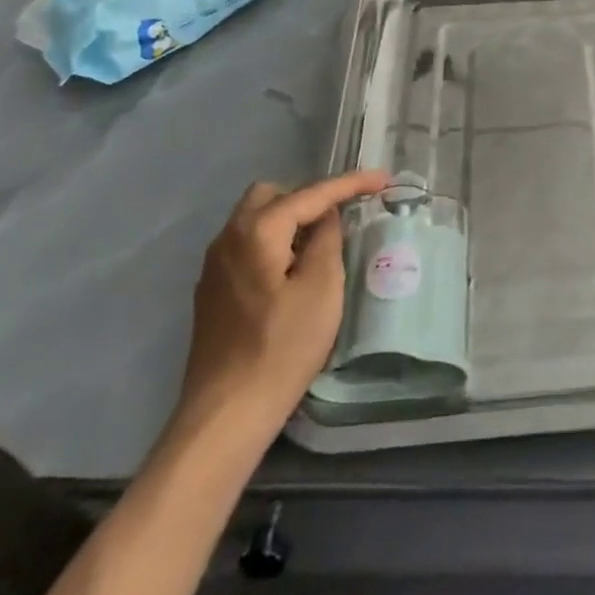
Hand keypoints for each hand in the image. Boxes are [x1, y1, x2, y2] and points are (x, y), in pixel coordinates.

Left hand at [178, 171, 390, 440]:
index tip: (383, 179)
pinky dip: (273, 244)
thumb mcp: (322, 289)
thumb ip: (327, 240)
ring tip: (320, 247)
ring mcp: (214, 266)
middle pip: (273, 195)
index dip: (350, 183)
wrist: (225, 416)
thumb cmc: (282, 348)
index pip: (311, 193)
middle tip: (340, 218)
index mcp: (257, 231)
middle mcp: (228, 238)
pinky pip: (247, 246)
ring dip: (290, 221)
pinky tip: (291, 274)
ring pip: (256, 220)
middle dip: (310, 198)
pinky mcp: (211, 292)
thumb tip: (326, 218)